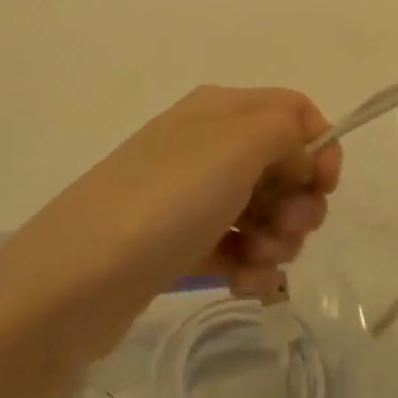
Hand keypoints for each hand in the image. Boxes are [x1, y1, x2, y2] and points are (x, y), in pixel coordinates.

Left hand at [0, 87, 339, 358]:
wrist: (73, 282)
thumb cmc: (165, 201)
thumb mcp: (236, 145)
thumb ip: (286, 131)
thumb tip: (302, 151)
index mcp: (220, 110)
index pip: (293, 111)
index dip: (319, 145)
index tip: (323, 188)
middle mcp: (207, 145)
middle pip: (282, 164)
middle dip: (299, 202)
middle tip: (288, 231)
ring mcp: (190, 196)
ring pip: (262, 211)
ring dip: (277, 240)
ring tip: (258, 263)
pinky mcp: (179, 244)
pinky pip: (234, 249)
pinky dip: (249, 267)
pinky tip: (243, 287)